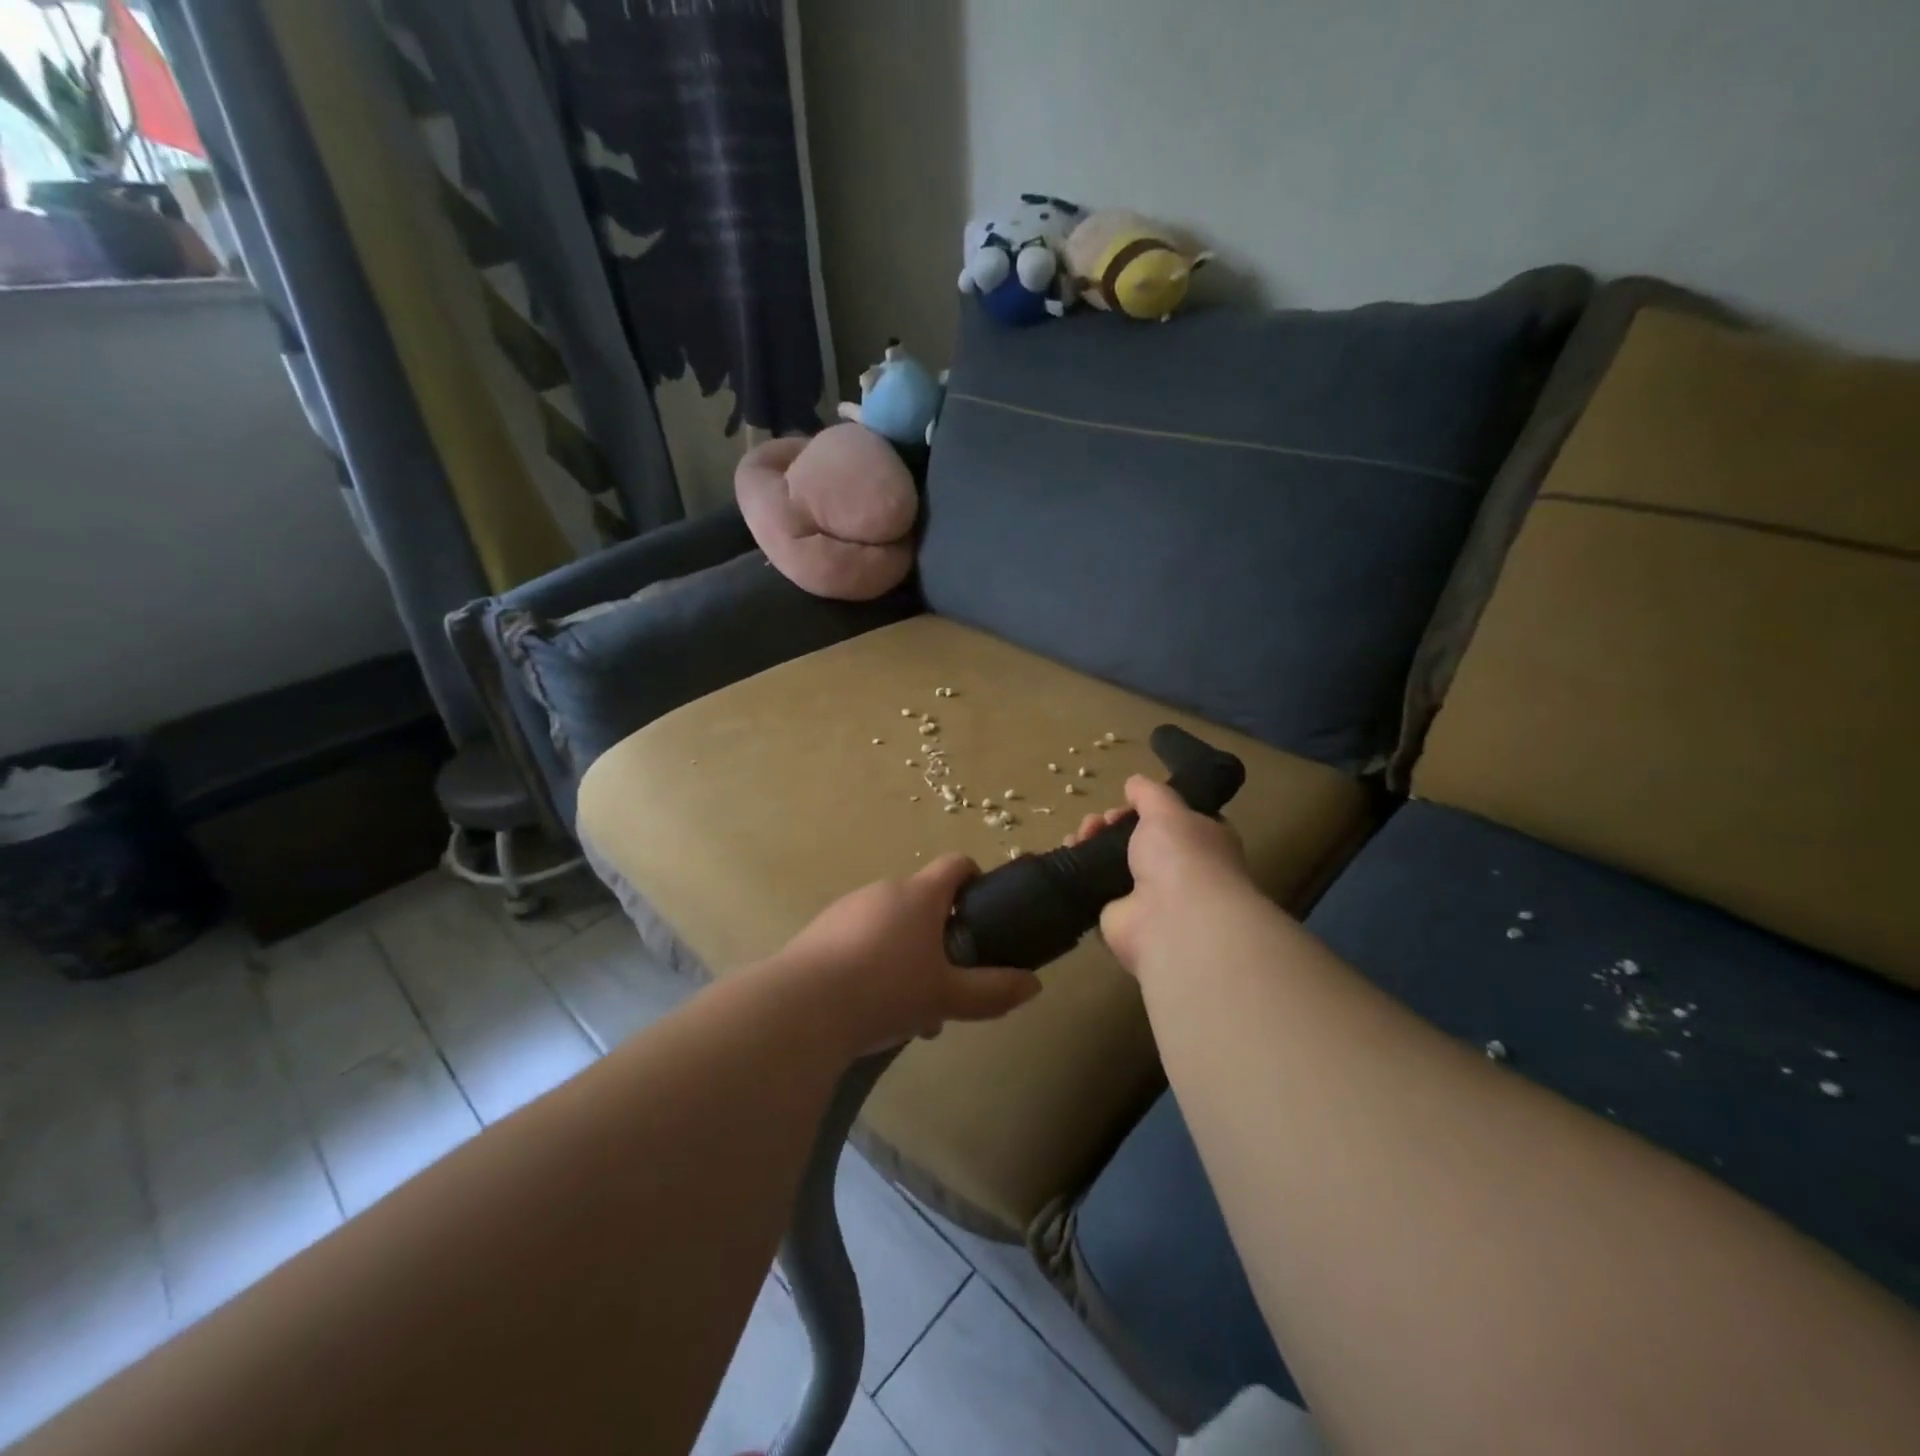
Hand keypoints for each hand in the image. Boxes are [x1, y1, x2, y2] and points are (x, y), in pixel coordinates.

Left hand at [778, 854, 1039, 1055]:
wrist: (802, 1007)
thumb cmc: (886, 990)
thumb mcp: (948, 997)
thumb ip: (992, 991)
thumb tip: (1034, 985)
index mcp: (919, 895)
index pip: (955, 864)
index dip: (974, 878)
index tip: (983, 906)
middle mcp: (883, 890)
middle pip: (922, 901)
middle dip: (939, 937)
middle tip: (947, 980)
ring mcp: (847, 908)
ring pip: (890, 925)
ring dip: (906, 955)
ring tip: (909, 1008)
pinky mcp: (820, 931)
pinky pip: (859, 939)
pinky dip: (873, 962)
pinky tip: (871, 1007)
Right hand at [1067, 775, 1252, 976]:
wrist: (1173, 922)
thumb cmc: (1182, 856)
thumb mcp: (1167, 809)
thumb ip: (1149, 794)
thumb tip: (1134, 783)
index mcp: (1203, 842)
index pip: (1174, 820)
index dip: (1147, 808)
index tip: (1126, 802)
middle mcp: (1179, 870)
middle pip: (1138, 840)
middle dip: (1113, 825)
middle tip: (1099, 821)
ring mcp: (1149, 897)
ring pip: (1115, 862)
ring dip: (1093, 843)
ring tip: (1080, 834)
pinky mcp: (1120, 917)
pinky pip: (1096, 887)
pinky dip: (1080, 870)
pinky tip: (1068, 852)